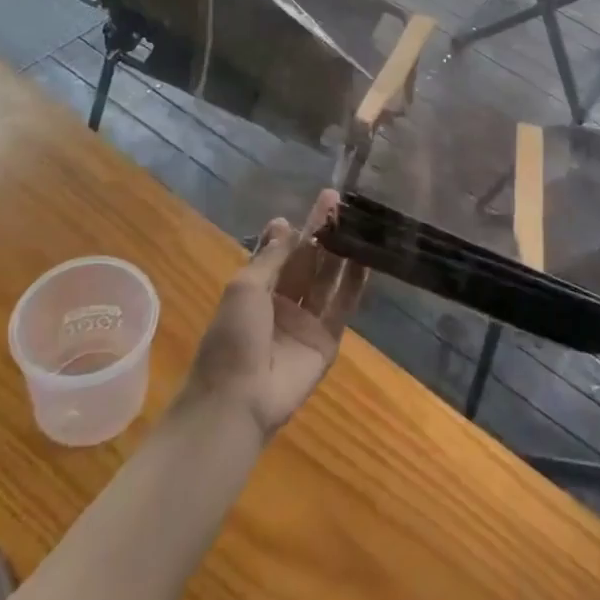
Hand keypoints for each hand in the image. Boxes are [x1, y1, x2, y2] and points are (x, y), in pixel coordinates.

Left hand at [180, 191, 365, 438]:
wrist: (238, 400)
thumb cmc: (232, 338)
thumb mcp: (244, 288)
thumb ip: (271, 257)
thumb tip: (285, 223)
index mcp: (257, 290)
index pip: (282, 251)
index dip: (299, 228)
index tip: (318, 204)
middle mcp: (283, 302)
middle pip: (308, 261)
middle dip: (322, 231)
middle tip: (340, 200)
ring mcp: (307, 321)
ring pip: (328, 278)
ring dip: (341, 250)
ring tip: (358, 220)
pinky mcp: (328, 339)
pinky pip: (344, 305)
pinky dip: (356, 282)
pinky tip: (367, 257)